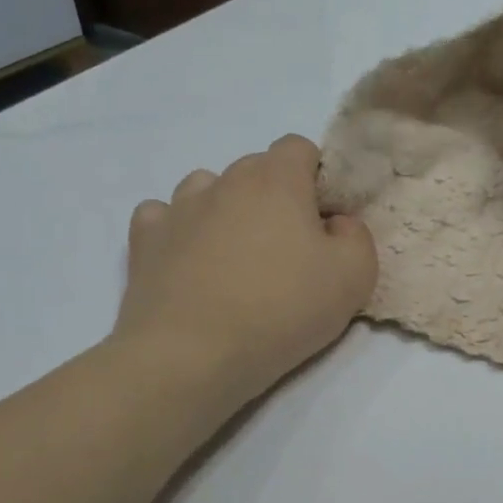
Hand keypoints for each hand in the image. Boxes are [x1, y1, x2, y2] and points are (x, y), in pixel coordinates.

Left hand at [113, 135, 376, 403]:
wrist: (192, 355)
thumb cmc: (282, 309)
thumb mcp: (355, 277)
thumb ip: (357, 236)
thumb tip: (335, 223)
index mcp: (277, 180)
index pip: (299, 147)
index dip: (317, 176)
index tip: (324, 218)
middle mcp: (225, 181)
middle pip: (256, 168)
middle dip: (276, 196)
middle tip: (289, 248)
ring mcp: (178, 208)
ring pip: (208, 187)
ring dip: (227, 209)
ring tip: (237, 255)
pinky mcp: (145, 240)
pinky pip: (164, 216)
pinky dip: (181, 230)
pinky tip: (192, 261)